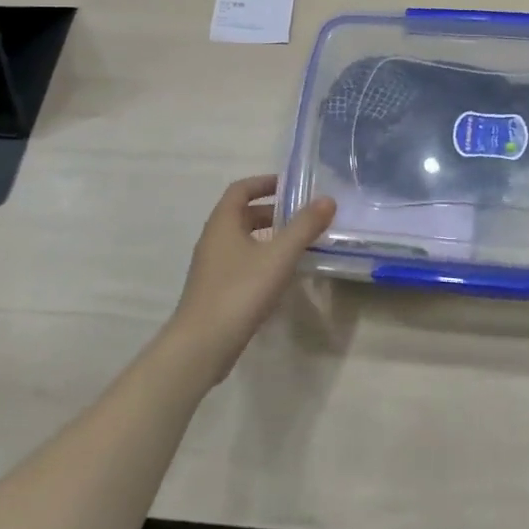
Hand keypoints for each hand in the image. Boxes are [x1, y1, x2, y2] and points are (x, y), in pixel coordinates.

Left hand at [161, 176, 335, 386]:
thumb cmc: (239, 292)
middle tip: (301, 216)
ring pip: (241, 240)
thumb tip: (327, 199)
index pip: (240, 189)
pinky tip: (280, 275)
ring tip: (297, 244)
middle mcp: (213, 239)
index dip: (264, 182)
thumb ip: (304, 227)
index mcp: (222, 223)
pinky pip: (240, 262)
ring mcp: (211, 266)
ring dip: (267, 236)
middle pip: (241, 214)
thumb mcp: (279, 256)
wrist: (201, 346)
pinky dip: (261, 258)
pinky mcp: (215, 290)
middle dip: (271, 211)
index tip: (291, 185)